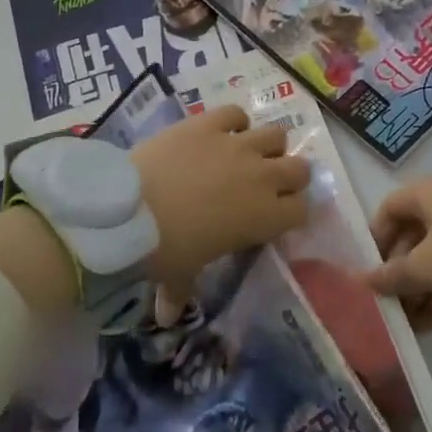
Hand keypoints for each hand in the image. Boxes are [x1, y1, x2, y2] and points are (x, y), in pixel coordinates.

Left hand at [132, 106, 310, 314]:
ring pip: (276, 135)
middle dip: (289, 176)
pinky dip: (233, 121)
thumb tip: (168, 318)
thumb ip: (181, 293)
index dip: (292, 212)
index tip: (277, 216)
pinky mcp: (209, 123)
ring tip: (248, 154)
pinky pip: (235, 113)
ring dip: (267, 145)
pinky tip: (220, 131)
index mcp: (264, 217)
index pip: (302, 210)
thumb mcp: (178, 276)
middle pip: (300, 168)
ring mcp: (236, 145)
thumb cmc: (164, 250)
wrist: (129, 210)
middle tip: (267, 184)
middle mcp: (261, 177)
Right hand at [367, 178, 431, 329]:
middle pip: (409, 238)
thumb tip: (362, 280)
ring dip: (416, 289)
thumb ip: (390, 276)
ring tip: (402, 322)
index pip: (387, 210)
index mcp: (426, 195)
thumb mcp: (423, 267)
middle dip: (396, 272)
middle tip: (385, 303)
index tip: (368, 271)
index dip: (374, 240)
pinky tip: (426, 325)